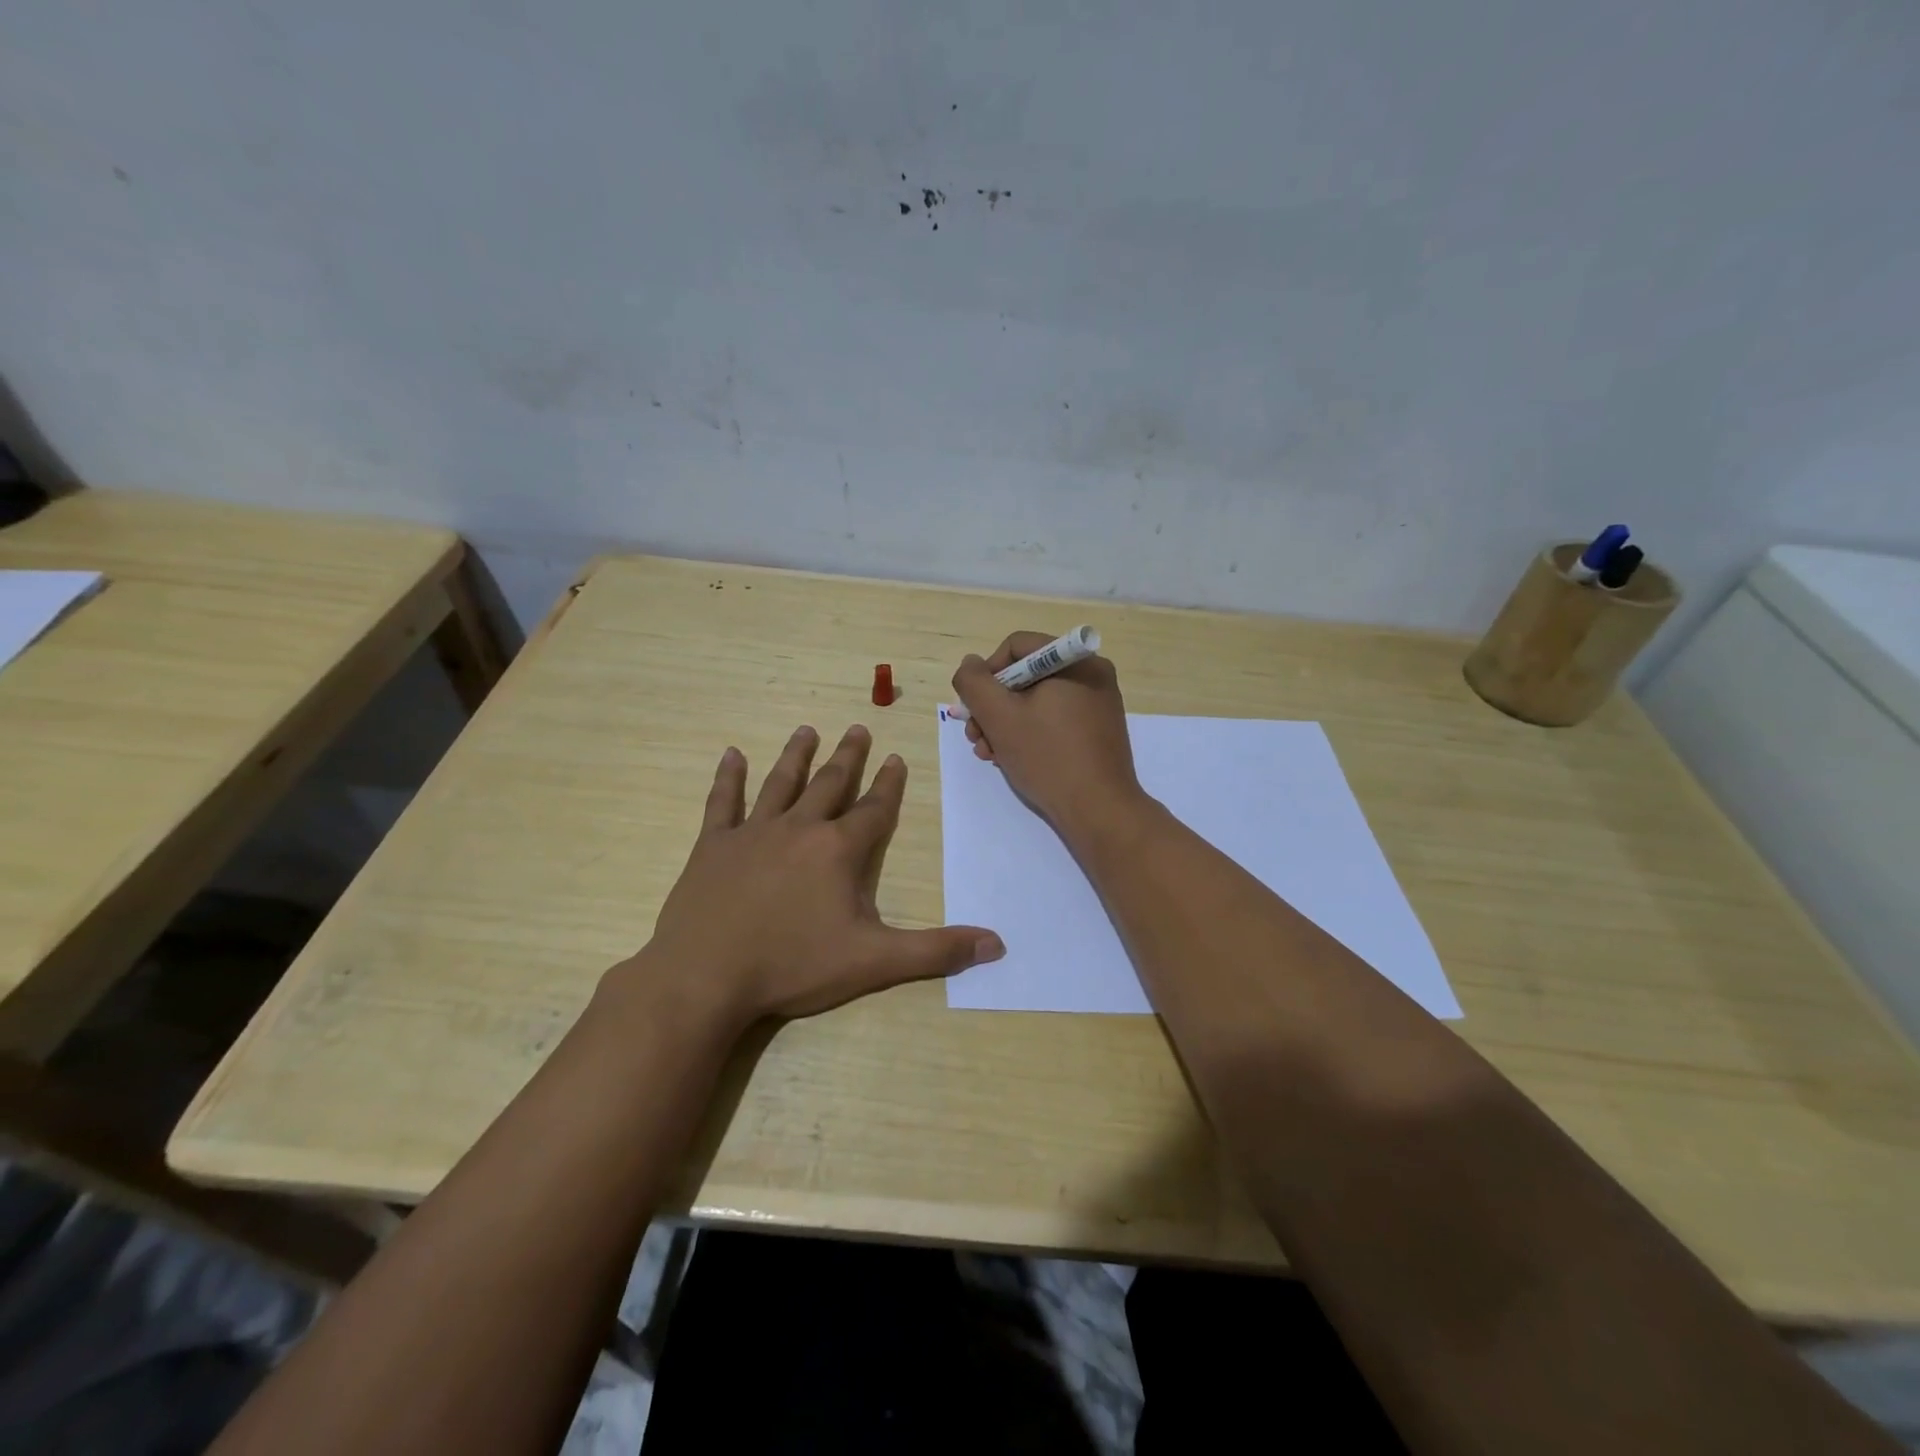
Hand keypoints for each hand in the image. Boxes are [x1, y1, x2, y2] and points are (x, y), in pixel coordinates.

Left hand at [628, 724, 1003, 1027]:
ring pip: (780, 783)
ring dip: (796, 756)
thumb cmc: (793, 966)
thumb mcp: (873, 962)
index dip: (889, 784)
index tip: (896, 757)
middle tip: (857, 729)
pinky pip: (722, 802)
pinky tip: (731, 754)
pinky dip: (728, 777)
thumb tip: (996, 945)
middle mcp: (799, 829)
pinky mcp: (713, 846)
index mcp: (838, 851)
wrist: (706, 977)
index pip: (873, 809)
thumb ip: (935, 951)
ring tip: (807, 730)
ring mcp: (752, 833)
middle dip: (847, 757)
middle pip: (829, 784)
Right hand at [951, 632, 1143, 835]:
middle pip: (1025, 676)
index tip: (975, 709)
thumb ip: (975, 683)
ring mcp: (1097, 704)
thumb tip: (971, 664)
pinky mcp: (1097, 731)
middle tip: (976, 737)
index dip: (987, 674)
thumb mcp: (999, 717)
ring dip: (1005, 724)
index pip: (1016, 647)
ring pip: (1036, 701)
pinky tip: (1012, 759)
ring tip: (989, 754)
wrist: (1099, 810)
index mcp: (1075, 660)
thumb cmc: (1048, 757)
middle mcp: (1091, 674)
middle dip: (993, 707)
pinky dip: (1029, 734)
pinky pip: (1054, 719)